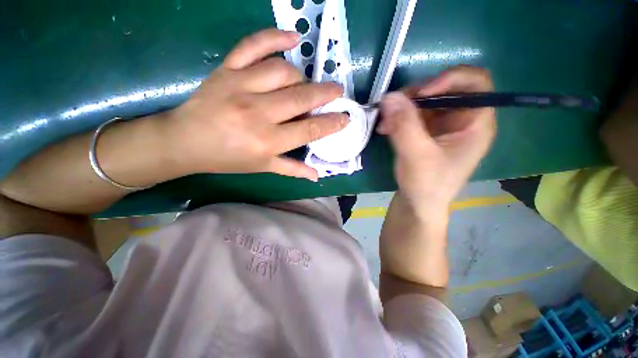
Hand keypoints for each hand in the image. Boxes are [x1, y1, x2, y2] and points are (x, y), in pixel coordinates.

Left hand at [165, 29, 347, 180]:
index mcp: (268, 141)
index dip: (331, 123)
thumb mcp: (262, 167)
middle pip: (302, 97)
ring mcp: (241, 86)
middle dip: (326, 93)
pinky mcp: (227, 69)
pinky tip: (293, 37)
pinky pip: (253, 45)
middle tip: (337, 92)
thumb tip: (317, 175)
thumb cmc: (227, 158)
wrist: (185, 141)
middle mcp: (258, 113)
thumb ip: (292, 169)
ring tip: (304, 86)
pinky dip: (275, 36)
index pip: (310, 129)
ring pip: (284, 71)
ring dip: (301, 78)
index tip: (345, 117)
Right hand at [377, 66, 496, 216]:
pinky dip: (398, 118)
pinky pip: (412, 116)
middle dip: (416, 96)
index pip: (476, 83)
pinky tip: (385, 128)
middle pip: (444, 90)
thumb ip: (404, 125)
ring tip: (385, 122)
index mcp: (475, 123)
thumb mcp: (416, 155)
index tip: (421, 94)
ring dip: (402, 108)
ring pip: (424, 102)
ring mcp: (442, 126)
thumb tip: (389, 96)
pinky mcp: (426, 133)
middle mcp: (461, 120)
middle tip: (392, 107)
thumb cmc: (427, 185)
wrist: (417, 204)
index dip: (450, 79)